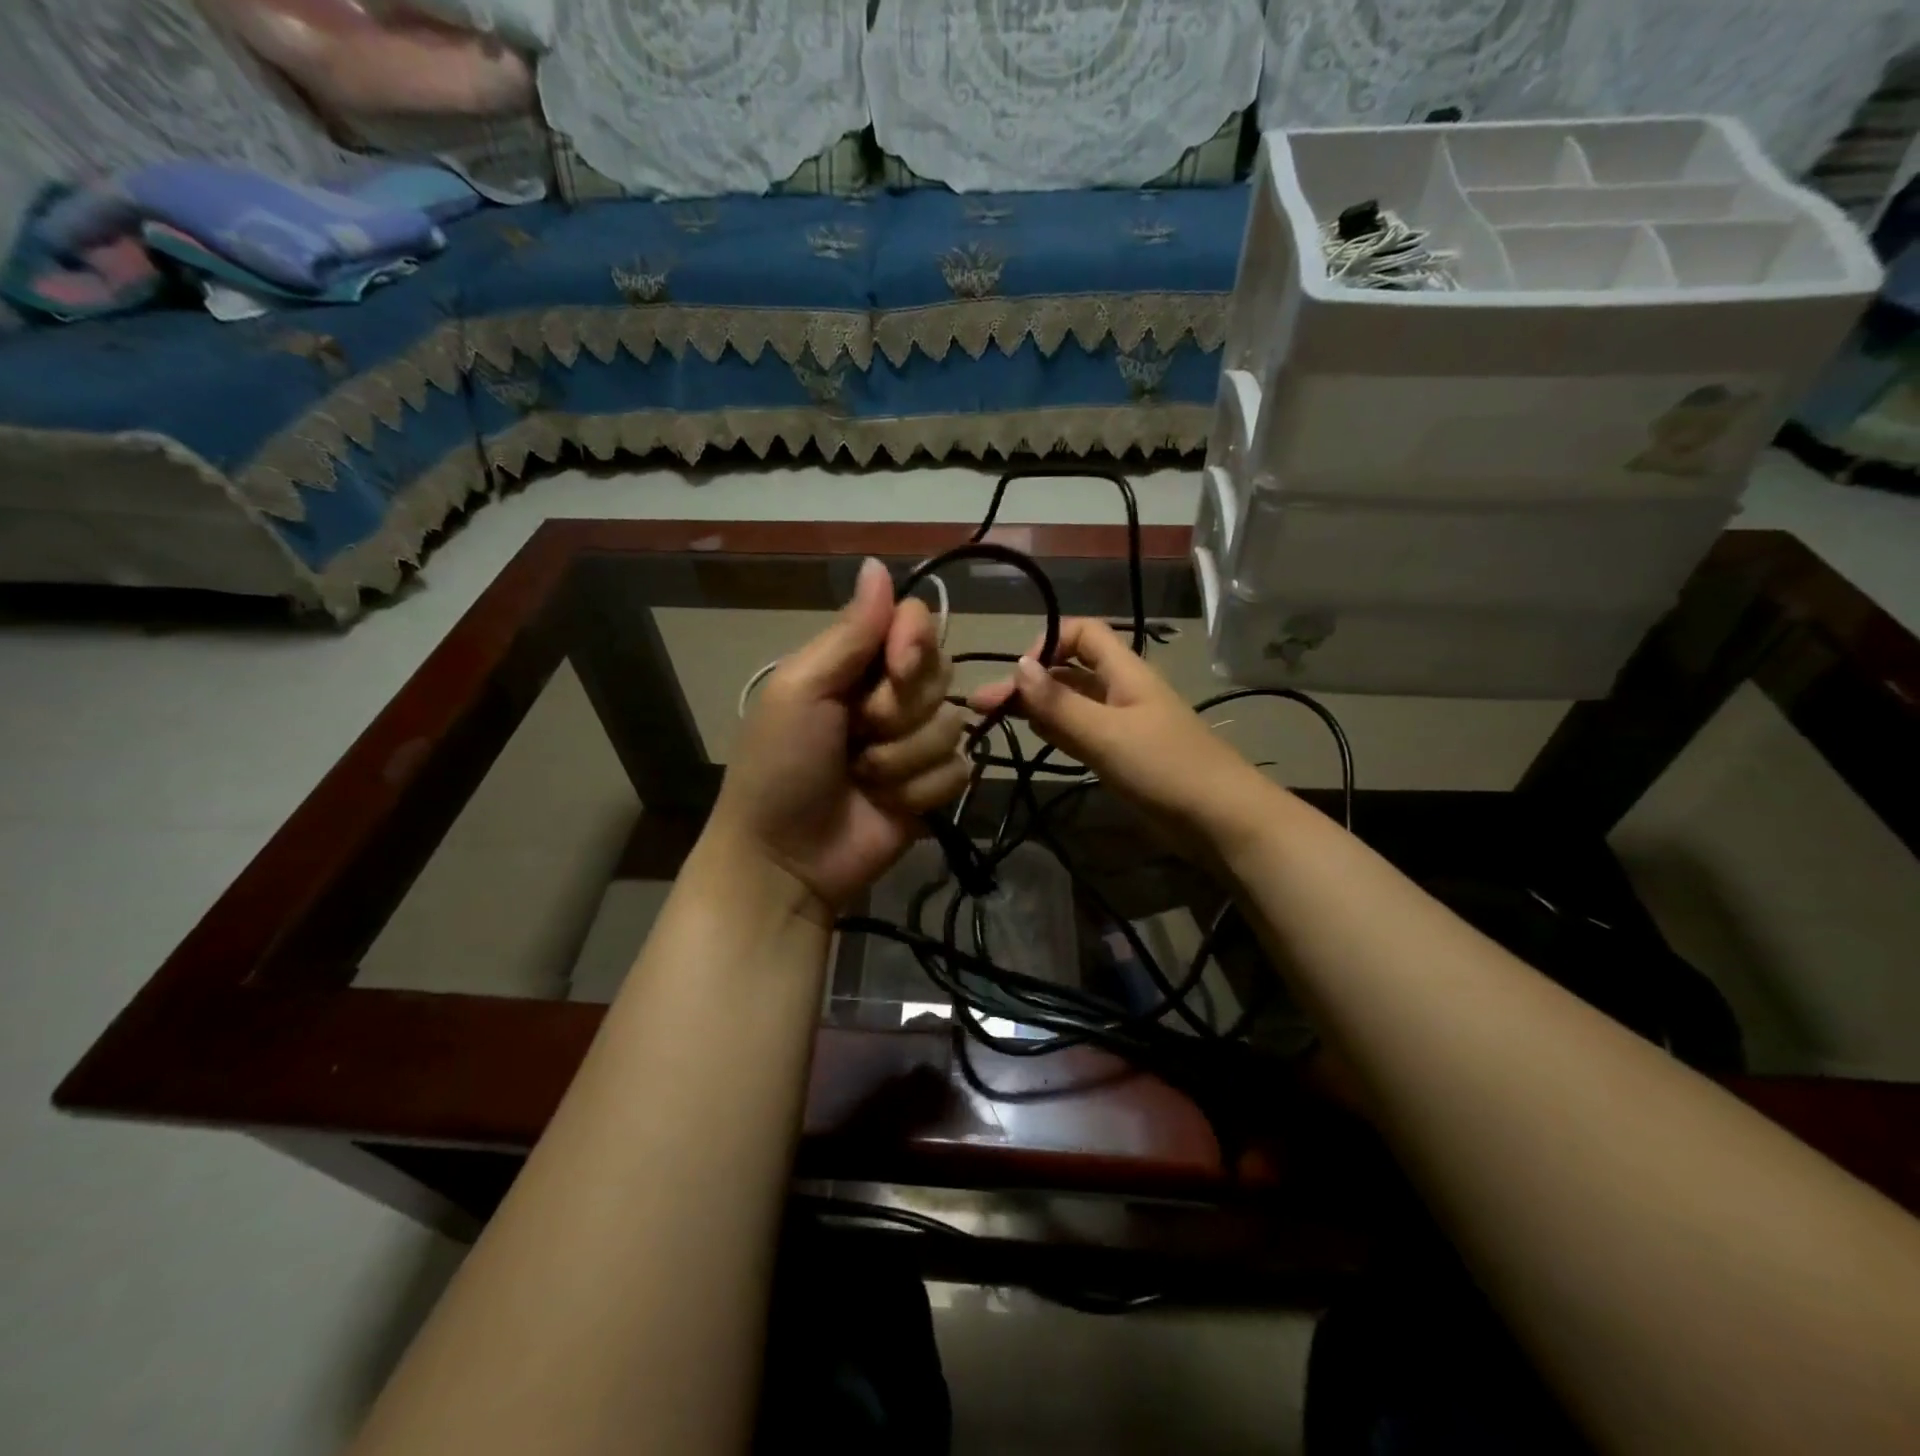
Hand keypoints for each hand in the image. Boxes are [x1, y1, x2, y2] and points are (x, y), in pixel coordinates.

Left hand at [708, 557, 969, 920]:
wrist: (785, 859)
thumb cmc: (779, 767)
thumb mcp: (802, 690)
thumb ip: (849, 633)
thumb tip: (878, 563)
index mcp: (856, 663)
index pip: (915, 622)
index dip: (915, 642)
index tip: (897, 669)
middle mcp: (891, 694)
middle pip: (941, 673)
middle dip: (899, 711)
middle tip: (858, 734)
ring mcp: (915, 742)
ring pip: (952, 726)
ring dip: (902, 759)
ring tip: (863, 778)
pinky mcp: (933, 786)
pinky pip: (959, 770)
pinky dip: (919, 790)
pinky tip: (887, 804)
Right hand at [970, 617, 1275, 853]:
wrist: (1220, 820)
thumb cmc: (1165, 768)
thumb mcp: (1107, 734)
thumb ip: (1060, 704)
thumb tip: (1017, 667)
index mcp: (1124, 672)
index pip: (1082, 633)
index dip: (1048, 641)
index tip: (1019, 674)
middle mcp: (1121, 691)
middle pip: (1069, 670)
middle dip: (1028, 682)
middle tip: (982, 706)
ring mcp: (1122, 724)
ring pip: (1072, 703)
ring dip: (1038, 707)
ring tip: (997, 720)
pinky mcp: (1122, 755)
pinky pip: (1082, 732)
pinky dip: (1057, 730)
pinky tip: (1036, 738)